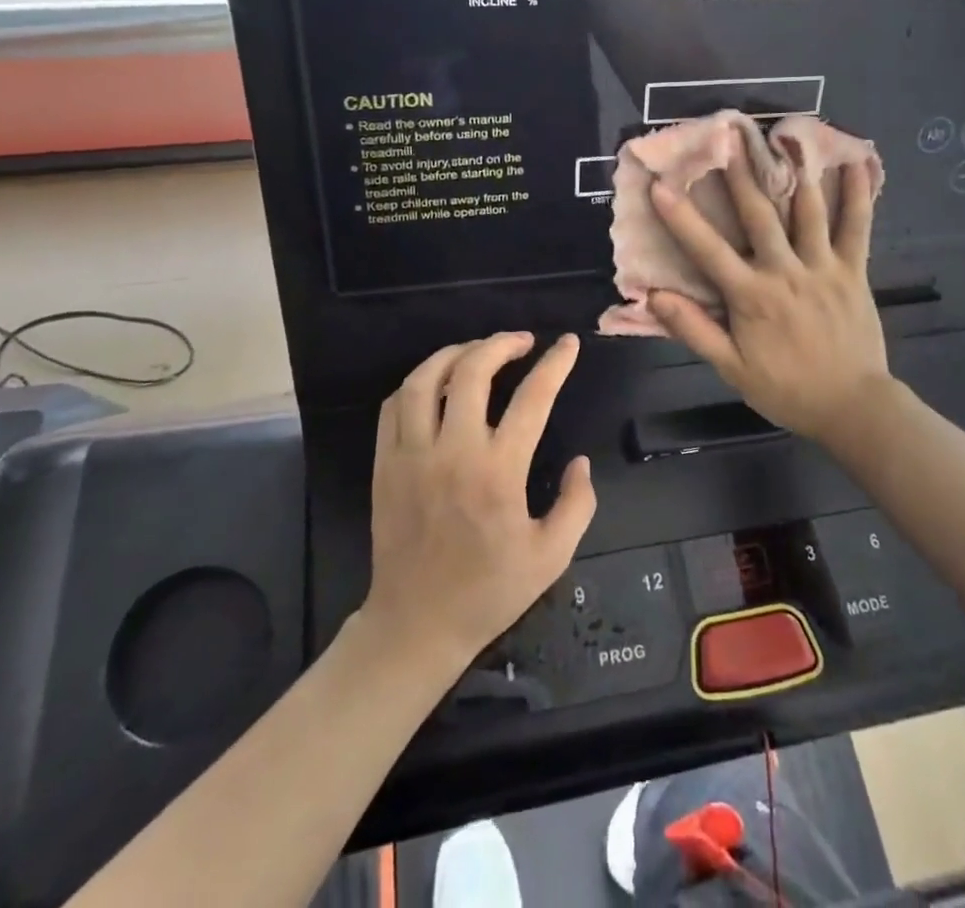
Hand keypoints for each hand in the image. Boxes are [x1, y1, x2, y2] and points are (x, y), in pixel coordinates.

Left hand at [363, 332, 596, 670]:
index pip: (532, 399)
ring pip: (426, 379)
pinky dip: (418, 382)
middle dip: (501, 344)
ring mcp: (412, 455)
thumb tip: (580, 461)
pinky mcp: (385, 464)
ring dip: (456, 353)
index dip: (555, 364)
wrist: (416, 624)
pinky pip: (394, 405)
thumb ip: (576, 504)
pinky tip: (437, 382)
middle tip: (522, 341)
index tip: (567, 344)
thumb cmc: (488, 591)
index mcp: (498, 472)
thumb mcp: (552, 556)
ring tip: (478, 350)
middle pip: (472, 372)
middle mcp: (453, 452)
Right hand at [647, 136, 892, 445]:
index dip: (681, 217)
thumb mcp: (732, 368)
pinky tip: (855, 163)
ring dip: (793, 172)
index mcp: (752, 296)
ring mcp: (824, 267)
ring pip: (808, 211)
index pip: (708, 249)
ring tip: (784, 137)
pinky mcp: (854, 271)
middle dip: (740, 174)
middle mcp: (786, 271)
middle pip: (759, 215)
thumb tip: (654, 296)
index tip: (660, 185)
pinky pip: (857, 227)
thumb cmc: (786, 389)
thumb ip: (694, 329)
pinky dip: (857, 195)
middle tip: (728, 136)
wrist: (852, 407)